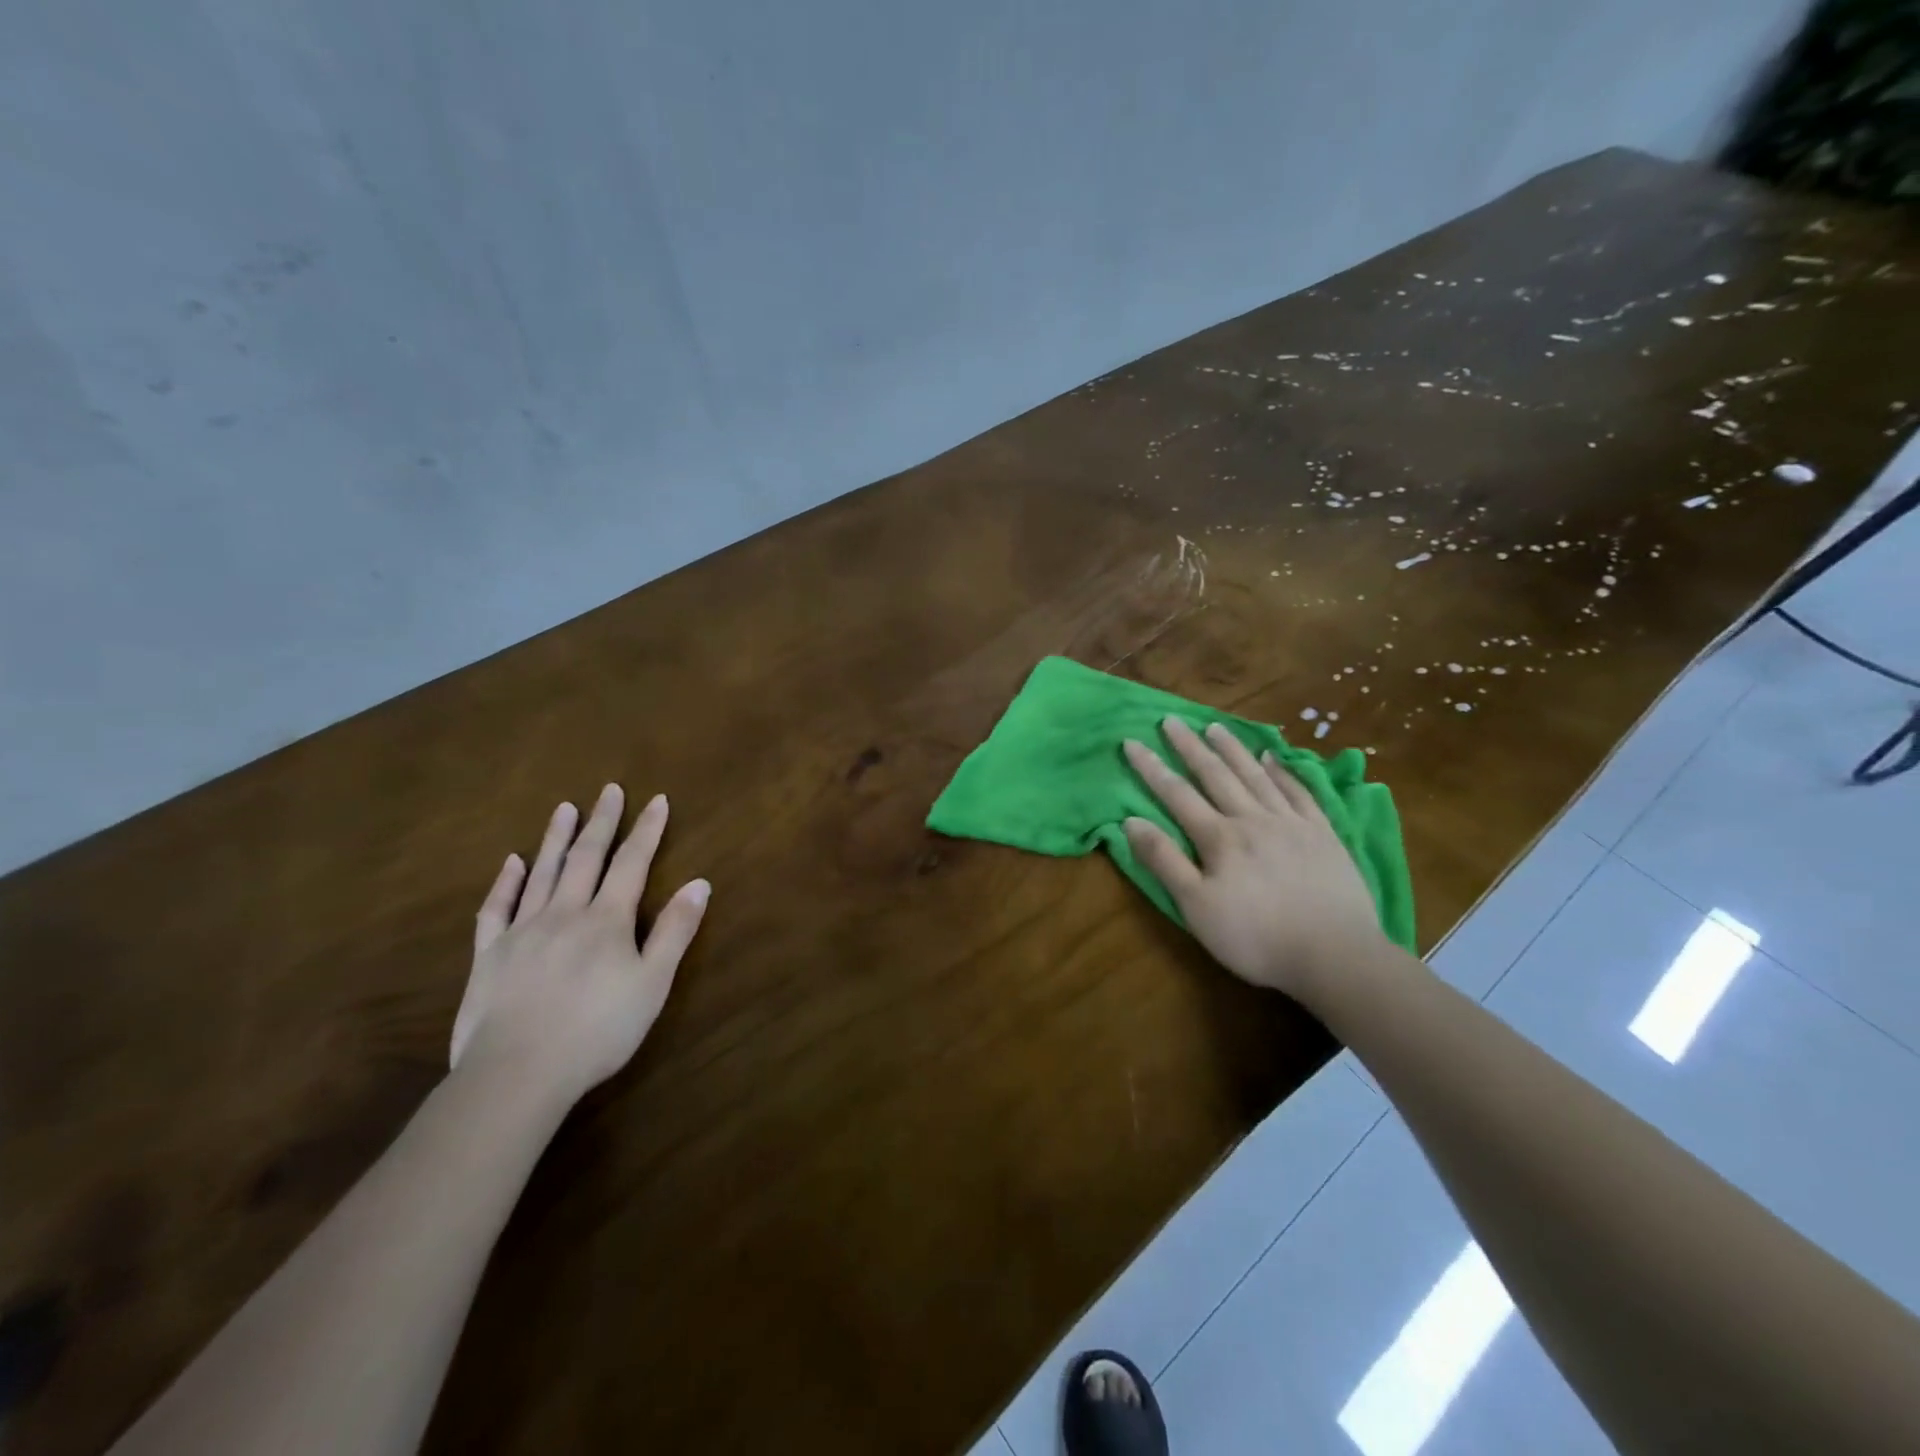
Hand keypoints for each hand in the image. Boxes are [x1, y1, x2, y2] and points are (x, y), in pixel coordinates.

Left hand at [451, 784, 708, 1108]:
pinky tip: (512, 863)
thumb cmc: (598, 1030)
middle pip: (586, 858)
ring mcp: (522, 931)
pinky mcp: (489, 955)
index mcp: (607, 920)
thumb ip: (675, 931)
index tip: (657, 800)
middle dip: (602, 822)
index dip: (647, 831)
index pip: (632, 864)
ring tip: (564, 808)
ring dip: (556, 838)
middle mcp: (565, 913)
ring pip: (542, 873)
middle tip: (609, 790)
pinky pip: (496, 909)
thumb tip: (700, 883)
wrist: (518, 1073)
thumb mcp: (652, 983)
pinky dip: (505, 882)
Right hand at [1122, 718, 1384, 1000]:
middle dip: (1190, 747)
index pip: (1176, 794)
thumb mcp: (1196, 907)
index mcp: (1219, 838)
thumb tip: (1130, 821)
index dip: (1151, 767)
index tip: (1131, 741)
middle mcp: (1253, 819)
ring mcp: (1292, 823)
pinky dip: (1284, 772)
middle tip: (1172, 720)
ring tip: (1215, 727)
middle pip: (1216, 775)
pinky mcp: (1324, 835)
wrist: (1335, 955)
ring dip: (1233, 750)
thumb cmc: (1255, 937)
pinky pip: (1300, 792)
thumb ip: (1164, 861)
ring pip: (1256, 776)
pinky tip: (1274, 758)